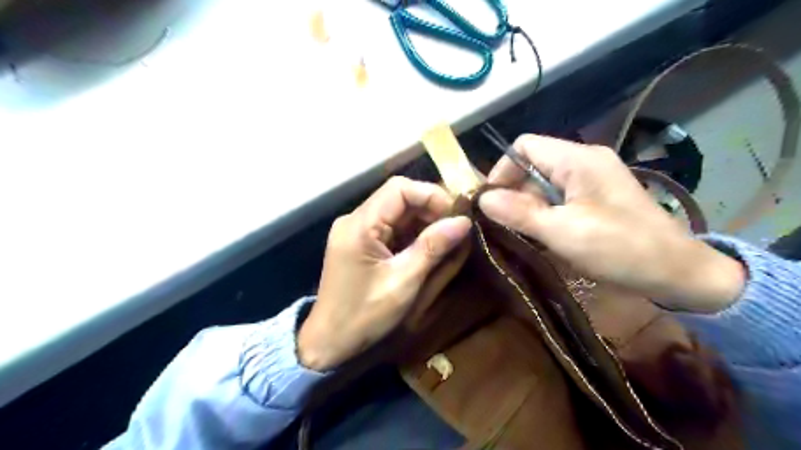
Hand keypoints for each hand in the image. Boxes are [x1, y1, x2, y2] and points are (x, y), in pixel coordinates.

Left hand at [294, 178, 469, 371]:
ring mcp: (357, 230)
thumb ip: (432, 248)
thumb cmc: (364, 316)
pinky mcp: (361, 242)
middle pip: (399, 197)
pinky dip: (413, 234)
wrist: (329, 341)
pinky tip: (429, 247)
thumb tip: (464, 221)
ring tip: (448, 239)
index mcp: (359, 226)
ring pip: (397, 212)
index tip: (456, 215)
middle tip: (457, 229)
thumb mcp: (403, 282)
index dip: (431, 195)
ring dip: (424, 222)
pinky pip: (391, 227)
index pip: (399, 189)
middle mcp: (355, 220)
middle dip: (431, 210)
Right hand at [474, 136, 744, 314]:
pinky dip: (545, 212)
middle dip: (514, 192)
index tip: (491, 202)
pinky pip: (560, 196)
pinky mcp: (598, 196)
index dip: (501, 170)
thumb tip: (481, 198)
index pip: (524, 146)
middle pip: (533, 164)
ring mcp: (593, 178)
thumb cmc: (620, 249)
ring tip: (523, 233)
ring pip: (544, 182)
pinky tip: (544, 234)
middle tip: (505, 225)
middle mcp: (585, 160)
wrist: (678, 273)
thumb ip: (519, 212)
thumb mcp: (563, 232)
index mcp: (577, 160)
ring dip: (529, 205)